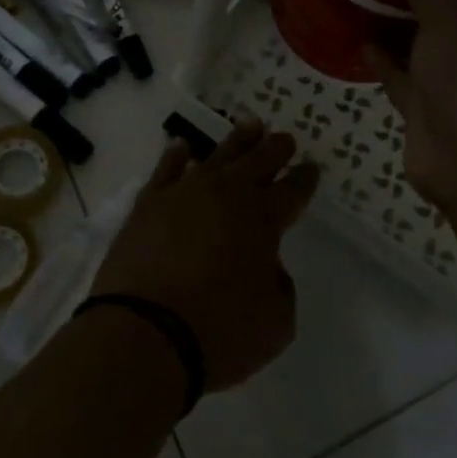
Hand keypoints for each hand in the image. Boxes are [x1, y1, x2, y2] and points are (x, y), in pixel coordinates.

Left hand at [90, 119, 318, 391]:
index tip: (311, 167)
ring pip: (218, 155)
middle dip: (275, 149)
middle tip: (285, 138)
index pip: (293, 190)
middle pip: (258, 161)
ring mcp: (185, 193)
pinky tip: (183, 146)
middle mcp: (227, 195)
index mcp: (264, 219)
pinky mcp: (149, 204)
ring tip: (250, 124)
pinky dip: (177, 155)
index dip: (305, 178)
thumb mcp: (276, 324)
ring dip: (237, 140)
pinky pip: (167, 168)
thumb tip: (268, 268)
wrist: (144, 333)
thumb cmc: (220, 332)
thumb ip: (280, 289)